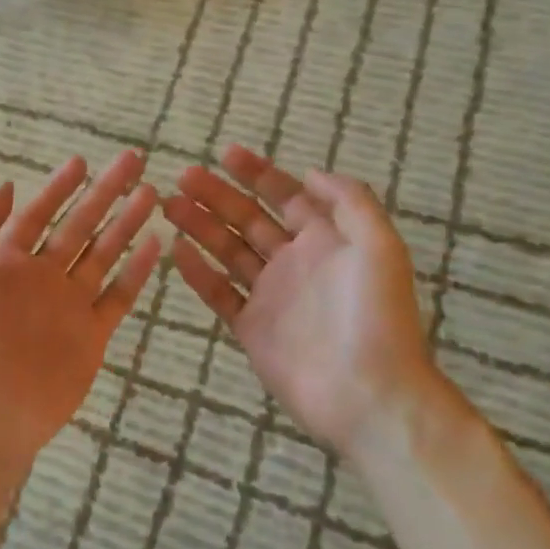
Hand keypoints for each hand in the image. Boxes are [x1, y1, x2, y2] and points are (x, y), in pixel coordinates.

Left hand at [0, 151, 161, 478]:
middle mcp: (42, 278)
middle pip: (79, 226)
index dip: (59, 187)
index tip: (82, 161)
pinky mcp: (92, 333)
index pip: (38, 214)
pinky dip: (136, 271)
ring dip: (125, 224)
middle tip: (132, 162)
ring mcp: (69, 305)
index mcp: (8, 262)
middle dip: (104, 193)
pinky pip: (118, 295)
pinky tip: (154, 244)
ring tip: (150, 193)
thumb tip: (7, 185)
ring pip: (103, 255)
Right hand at [162, 145, 439, 459]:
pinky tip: (177, 249)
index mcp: (326, 241)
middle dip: (217, 195)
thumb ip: (349, 202)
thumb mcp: (379, 246)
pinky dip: (198, 272)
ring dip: (200, 226)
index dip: (257, 173)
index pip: (286, 196)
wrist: (368, 394)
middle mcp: (295, 263)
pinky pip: (219, 293)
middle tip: (183, 176)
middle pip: (248, 220)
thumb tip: (310, 172)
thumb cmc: (376, 316)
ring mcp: (271, 296)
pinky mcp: (251, 328)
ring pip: (228, 251)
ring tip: (169, 204)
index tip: (225, 153)